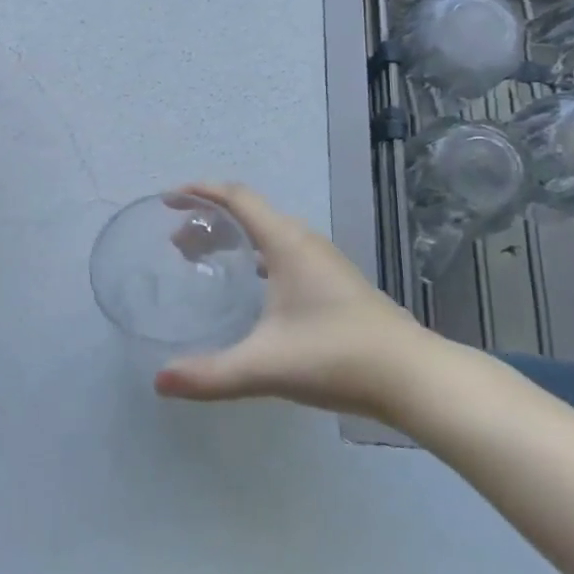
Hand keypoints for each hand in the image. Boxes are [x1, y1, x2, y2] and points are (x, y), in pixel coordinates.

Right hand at [154, 183, 449, 419]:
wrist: (413, 377)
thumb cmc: (336, 357)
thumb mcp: (266, 366)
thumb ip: (211, 374)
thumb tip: (160, 381)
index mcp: (285, 242)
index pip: (236, 197)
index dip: (200, 192)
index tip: (169, 200)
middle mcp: (304, 241)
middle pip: (248, 212)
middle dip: (209, 219)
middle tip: (177, 243)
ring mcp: (323, 260)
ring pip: (267, 232)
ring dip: (232, 237)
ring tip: (204, 259)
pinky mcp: (334, 281)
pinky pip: (282, 250)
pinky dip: (254, 254)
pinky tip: (250, 287)